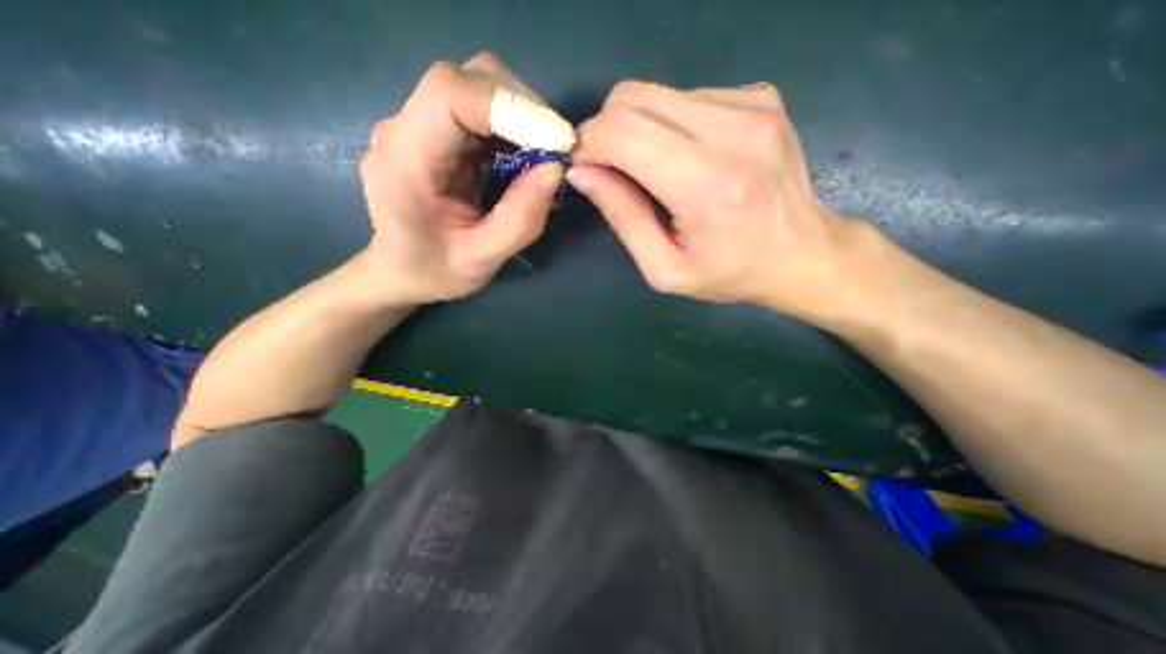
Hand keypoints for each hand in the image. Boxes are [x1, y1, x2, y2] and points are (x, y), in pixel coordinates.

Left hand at [360, 52, 569, 303]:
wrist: (401, 271)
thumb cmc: (435, 272)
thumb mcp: (482, 260)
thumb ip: (520, 219)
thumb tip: (556, 168)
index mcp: (404, 161)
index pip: (450, 95)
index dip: (510, 106)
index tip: (556, 141)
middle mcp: (404, 129)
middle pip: (468, 81)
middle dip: (523, 110)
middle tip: (557, 150)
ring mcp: (419, 126)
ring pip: (477, 88)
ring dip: (521, 117)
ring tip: (545, 156)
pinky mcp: (436, 133)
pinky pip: (480, 110)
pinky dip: (513, 127)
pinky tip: (525, 156)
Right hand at [566, 80, 863, 319]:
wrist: (802, 255)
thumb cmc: (729, 273)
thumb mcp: (665, 269)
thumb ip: (623, 219)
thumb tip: (582, 173)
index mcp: (706, 184)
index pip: (622, 132)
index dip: (589, 143)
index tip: (583, 166)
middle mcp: (732, 131)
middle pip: (633, 97)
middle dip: (606, 130)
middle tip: (609, 167)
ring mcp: (752, 105)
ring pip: (657, 92)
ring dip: (638, 128)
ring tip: (651, 169)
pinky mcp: (761, 97)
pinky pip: (688, 96)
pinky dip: (669, 124)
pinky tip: (685, 156)